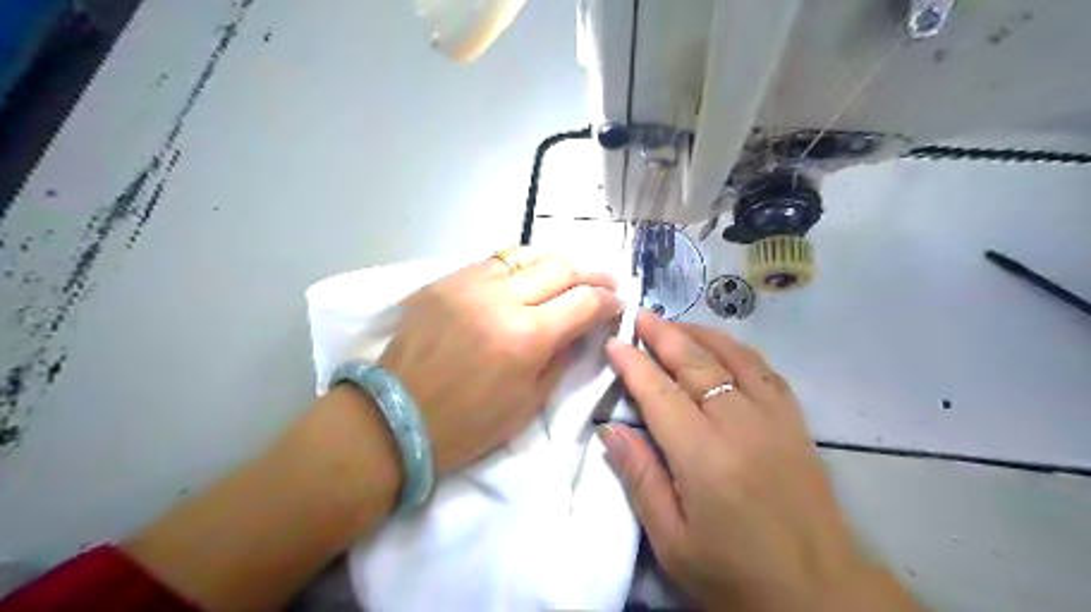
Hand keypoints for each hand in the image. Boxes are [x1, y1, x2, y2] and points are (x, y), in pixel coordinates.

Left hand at [380, 245, 622, 472]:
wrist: (397, 417)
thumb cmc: (469, 424)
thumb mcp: (529, 401)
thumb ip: (562, 357)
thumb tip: (583, 328)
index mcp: (526, 337)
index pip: (584, 302)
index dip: (608, 301)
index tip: (616, 304)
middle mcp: (500, 299)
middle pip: (560, 267)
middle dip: (590, 274)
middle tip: (603, 283)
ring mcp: (467, 284)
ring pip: (526, 254)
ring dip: (555, 264)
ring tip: (567, 275)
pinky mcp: (444, 281)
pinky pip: (492, 262)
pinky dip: (518, 267)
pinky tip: (524, 279)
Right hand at [601, 314, 924, 611]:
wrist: (820, 590)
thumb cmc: (735, 573)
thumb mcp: (673, 541)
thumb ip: (641, 478)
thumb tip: (611, 429)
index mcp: (703, 457)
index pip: (660, 393)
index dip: (633, 364)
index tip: (614, 342)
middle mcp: (739, 425)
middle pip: (695, 364)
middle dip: (664, 335)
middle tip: (641, 315)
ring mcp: (773, 418)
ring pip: (732, 357)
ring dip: (699, 334)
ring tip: (675, 323)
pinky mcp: (795, 421)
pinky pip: (763, 370)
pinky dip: (737, 349)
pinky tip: (722, 345)